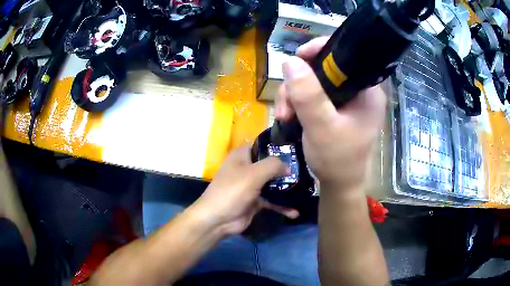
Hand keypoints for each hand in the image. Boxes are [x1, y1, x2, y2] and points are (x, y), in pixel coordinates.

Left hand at [192, 145, 298, 235]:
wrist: (218, 219)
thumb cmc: (232, 191)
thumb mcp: (253, 174)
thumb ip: (273, 165)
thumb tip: (289, 167)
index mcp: (243, 155)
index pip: (263, 144)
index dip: (280, 145)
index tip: (298, 148)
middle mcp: (248, 167)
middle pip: (271, 164)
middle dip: (288, 168)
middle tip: (307, 170)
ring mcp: (252, 185)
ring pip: (274, 183)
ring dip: (287, 188)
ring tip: (306, 190)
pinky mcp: (256, 201)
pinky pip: (272, 201)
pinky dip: (282, 206)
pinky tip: (295, 212)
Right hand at [275, 37, 386, 191]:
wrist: (338, 184)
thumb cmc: (337, 160)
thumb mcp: (322, 128)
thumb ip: (308, 96)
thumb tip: (290, 61)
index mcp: (367, 90)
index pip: (346, 56)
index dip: (320, 50)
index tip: (297, 58)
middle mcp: (358, 90)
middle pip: (323, 68)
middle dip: (298, 83)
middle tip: (286, 107)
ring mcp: (345, 99)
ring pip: (313, 81)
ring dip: (293, 95)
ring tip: (285, 116)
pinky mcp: (334, 107)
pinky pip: (311, 94)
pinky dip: (296, 102)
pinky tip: (289, 116)